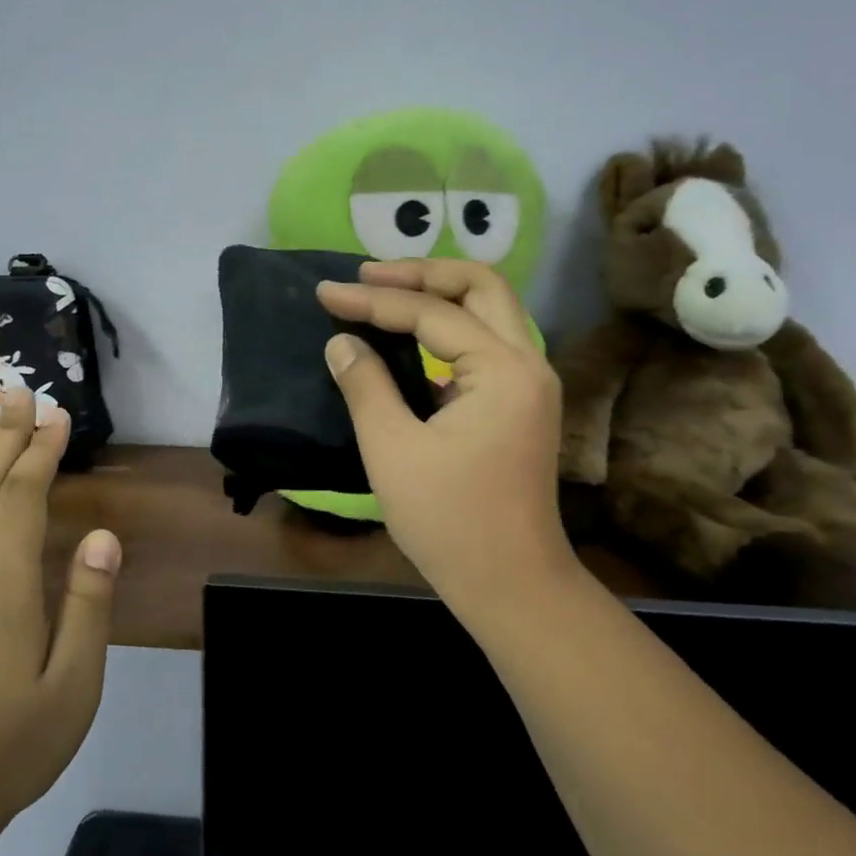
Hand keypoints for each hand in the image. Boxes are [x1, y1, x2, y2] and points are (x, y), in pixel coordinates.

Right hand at [316, 260, 571, 603]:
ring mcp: (530, 382)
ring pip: (490, 309)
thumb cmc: (450, 521)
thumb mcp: (393, 450)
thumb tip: (341, 342)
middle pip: (481, 285)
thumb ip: (365, 385)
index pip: (431, 313)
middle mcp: (528, 362)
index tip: (326, 293)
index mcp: (502, 370)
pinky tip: (411, 336)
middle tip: (368, 276)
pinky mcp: (521, 402)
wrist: (510, 583)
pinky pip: (488, 340)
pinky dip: (450, 325)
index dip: (372, 301)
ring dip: (439, 293)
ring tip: (384, 293)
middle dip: (421, 273)